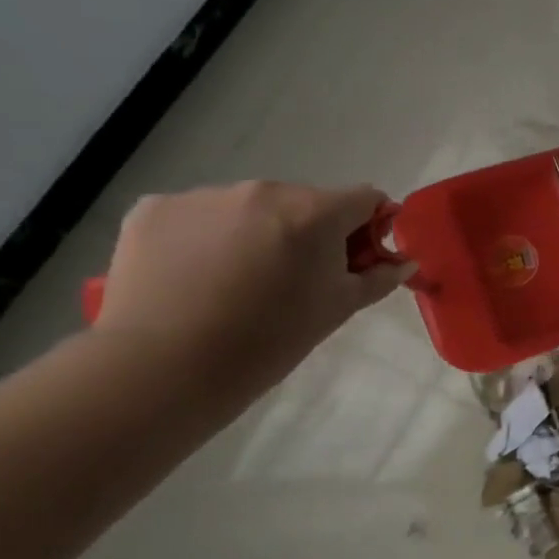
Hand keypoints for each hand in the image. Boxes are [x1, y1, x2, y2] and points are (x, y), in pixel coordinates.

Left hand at [93, 182, 414, 397]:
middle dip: (308, 233)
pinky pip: (197, 215)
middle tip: (294, 280)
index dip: (369, 227)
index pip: (365, 199)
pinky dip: (205, 238)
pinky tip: (195, 276)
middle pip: (305, 202)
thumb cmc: (271, 340)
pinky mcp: (153, 209)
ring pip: (249, 208)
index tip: (357, 260)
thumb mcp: (338, 309)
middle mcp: (262, 190)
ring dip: (256, 233)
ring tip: (237, 282)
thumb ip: (378, 278)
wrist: (164, 368)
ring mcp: (203, 196)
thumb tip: (404, 261)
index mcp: (314, 211)